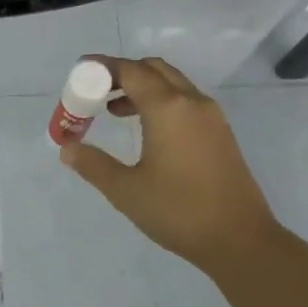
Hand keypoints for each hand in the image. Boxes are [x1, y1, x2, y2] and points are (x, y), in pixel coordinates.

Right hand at [60, 55, 283, 277]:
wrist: (240, 239)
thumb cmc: (178, 211)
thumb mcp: (126, 190)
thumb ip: (93, 165)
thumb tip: (67, 148)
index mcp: (168, 108)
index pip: (131, 71)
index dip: (103, 67)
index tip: (80, 70)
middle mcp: (192, 102)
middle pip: (154, 69)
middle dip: (123, 73)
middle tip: (96, 90)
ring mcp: (211, 117)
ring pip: (173, 84)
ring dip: (143, 88)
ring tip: (113, 112)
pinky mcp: (221, 133)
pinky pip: (186, 101)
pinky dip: (161, 102)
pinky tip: (147, 131)